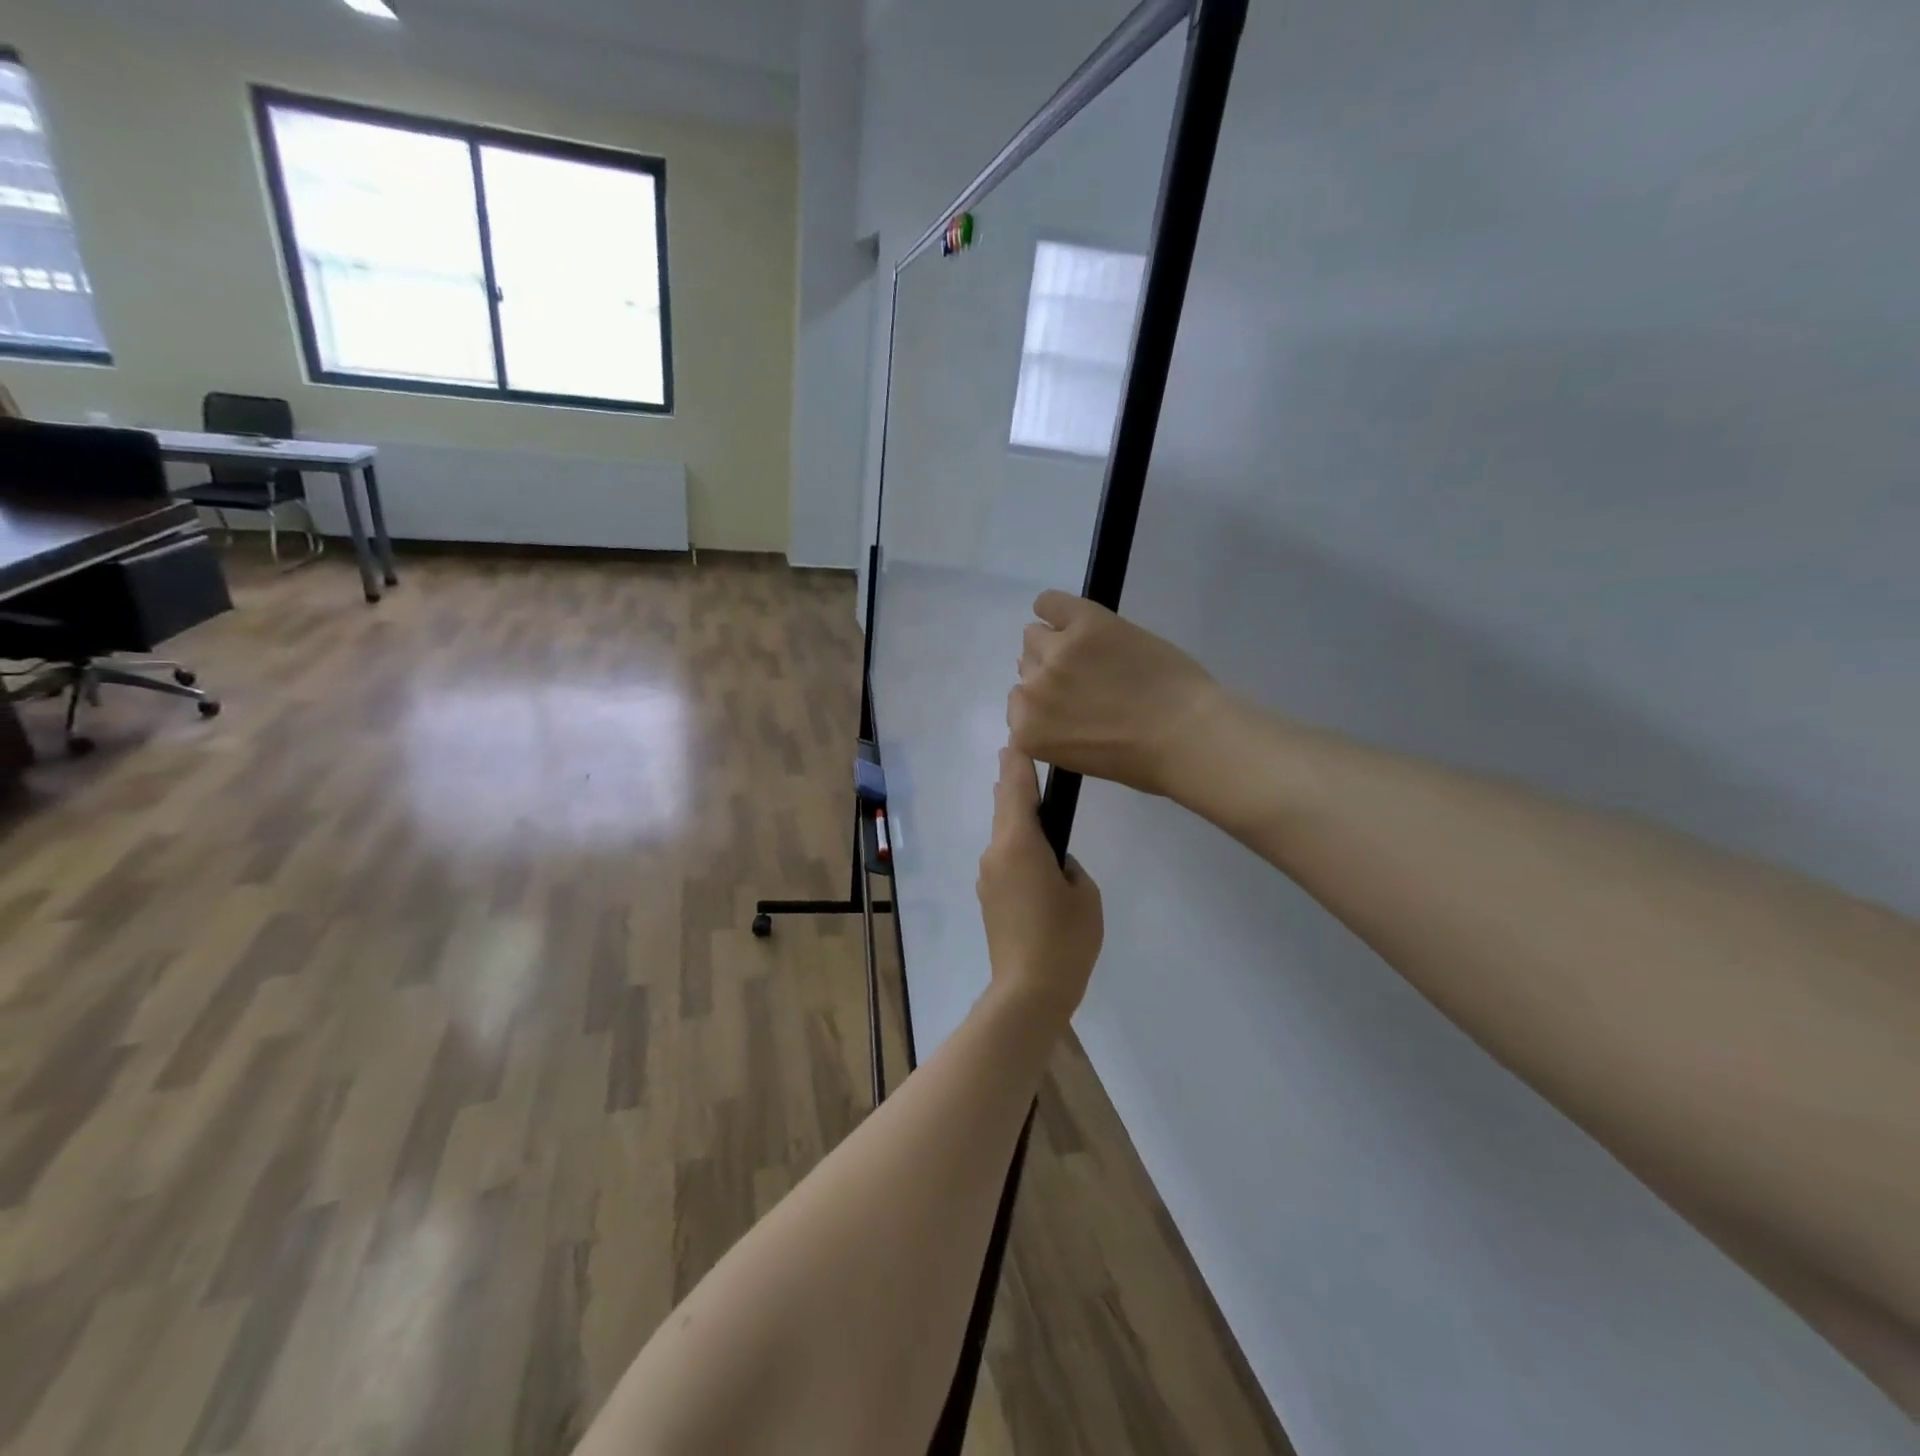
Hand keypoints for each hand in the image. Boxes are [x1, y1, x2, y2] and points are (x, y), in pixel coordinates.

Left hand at [976, 748, 1103, 1021]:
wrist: (1028, 991)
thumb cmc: (1064, 938)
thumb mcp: (1084, 894)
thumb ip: (1068, 864)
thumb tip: (1053, 861)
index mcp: (1019, 844)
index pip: (1017, 790)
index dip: (1019, 764)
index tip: (1017, 742)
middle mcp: (995, 853)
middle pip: (1003, 807)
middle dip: (1012, 783)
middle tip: (1019, 760)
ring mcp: (987, 876)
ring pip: (1001, 834)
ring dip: (1013, 815)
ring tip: (1030, 802)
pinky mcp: (988, 898)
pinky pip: (1002, 858)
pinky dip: (1014, 844)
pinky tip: (1031, 852)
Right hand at [1008, 591, 1226, 799]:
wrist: (1187, 735)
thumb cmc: (1141, 760)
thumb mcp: (1078, 756)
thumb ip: (1052, 727)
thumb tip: (1047, 697)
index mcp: (1028, 731)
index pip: (1018, 701)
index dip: (1045, 701)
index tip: (1071, 703)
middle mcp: (1032, 690)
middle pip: (1026, 666)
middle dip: (1051, 672)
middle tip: (1088, 678)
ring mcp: (1057, 653)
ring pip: (1035, 635)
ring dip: (1056, 642)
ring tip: (1092, 651)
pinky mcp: (1084, 623)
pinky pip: (1048, 602)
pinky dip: (1053, 607)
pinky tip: (1075, 618)